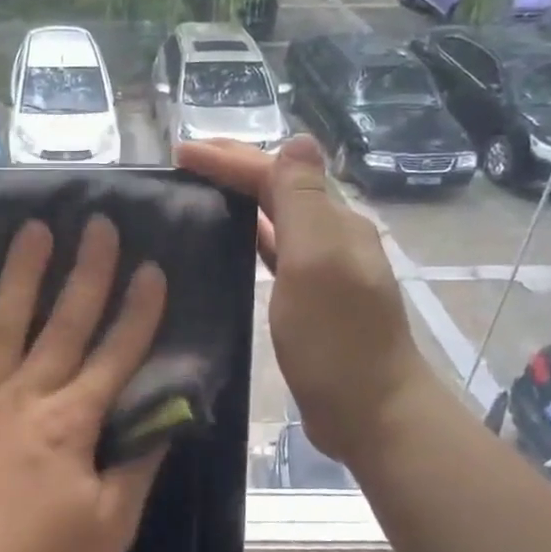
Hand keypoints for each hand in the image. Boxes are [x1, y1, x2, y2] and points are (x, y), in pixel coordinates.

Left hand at [0, 215, 169, 551]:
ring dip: (21, 274)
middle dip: (87, 271)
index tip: (152, 268)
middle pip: (64, 323)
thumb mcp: (110, 528)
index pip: (116, 354)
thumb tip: (161, 421)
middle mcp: (28, 394)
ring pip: (4, 322)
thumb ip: (137, 469)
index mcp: (73, 421)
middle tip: (97, 223)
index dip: (139, 311)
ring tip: (33, 229)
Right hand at [177, 135, 432, 462]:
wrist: (370, 411)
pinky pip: (275, 253)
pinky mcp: (311, 301)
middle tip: (185, 162)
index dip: (229, 159)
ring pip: (277, 219)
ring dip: (241, 199)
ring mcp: (324, 270)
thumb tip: (297, 140)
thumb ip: (303, 202)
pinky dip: (250, 238)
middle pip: (279, 188)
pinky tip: (230, 245)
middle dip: (235, 168)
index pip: (276, 174)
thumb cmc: (336, 340)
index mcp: (333, 222)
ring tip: (198, 194)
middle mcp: (332, 237)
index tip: (179, 152)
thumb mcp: (317, 263)